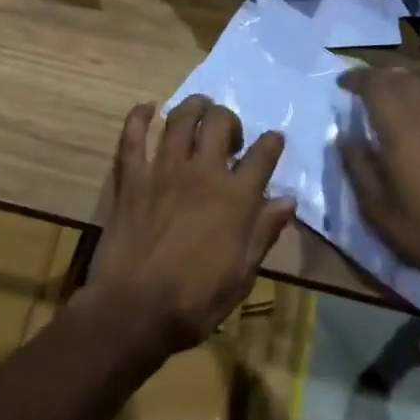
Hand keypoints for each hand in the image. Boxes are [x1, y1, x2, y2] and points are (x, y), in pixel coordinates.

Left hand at [82, 96, 295, 358]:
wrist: (133, 312)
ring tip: (199, 110)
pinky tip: (148, 108)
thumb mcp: (241, 275)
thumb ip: (264, 232)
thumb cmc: (194, 302)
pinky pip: (133, 135)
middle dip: (230, 119)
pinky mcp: (132, 176)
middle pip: (221, 121)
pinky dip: (139, 116)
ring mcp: (164, 169)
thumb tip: (288, 200)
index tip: (274, 140)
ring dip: (194, 107)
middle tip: (229, 136)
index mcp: (235, 197)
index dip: (272, 142)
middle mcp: (203, 172)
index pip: (263, 154)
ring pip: (181, 118)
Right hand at [338, 68, 419, 298]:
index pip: (374, 84)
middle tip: (365, 88)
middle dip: (380, 78)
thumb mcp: (377, 209)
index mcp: (398, 126)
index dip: (356, 79)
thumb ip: (357, 166)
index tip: (342, 85)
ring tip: (398, 91)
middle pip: (401, 79)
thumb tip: (343, 136)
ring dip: (410, 82)